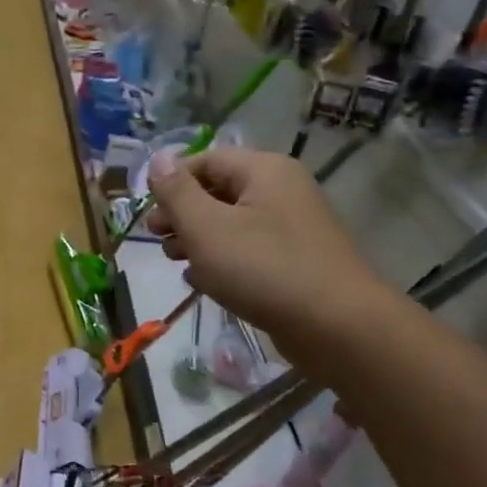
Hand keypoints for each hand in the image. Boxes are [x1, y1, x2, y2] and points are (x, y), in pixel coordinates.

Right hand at [144, 147, 388, 369]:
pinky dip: (222, 261)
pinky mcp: (295, 261)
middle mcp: (281, 190)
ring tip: (175, 261)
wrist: (338, 327)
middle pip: (218, 191)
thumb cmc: (263, 268)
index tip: (148, 212)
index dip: (172, 182)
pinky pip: (249, 250)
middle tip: (156, 238)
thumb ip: (177, 192)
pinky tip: (203, 282)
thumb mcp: (206, 227)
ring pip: (231, 223)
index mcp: (264, 171)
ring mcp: (292, 227)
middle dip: (181, 213)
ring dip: (197, 239)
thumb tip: (157, 159)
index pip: (206, 160)